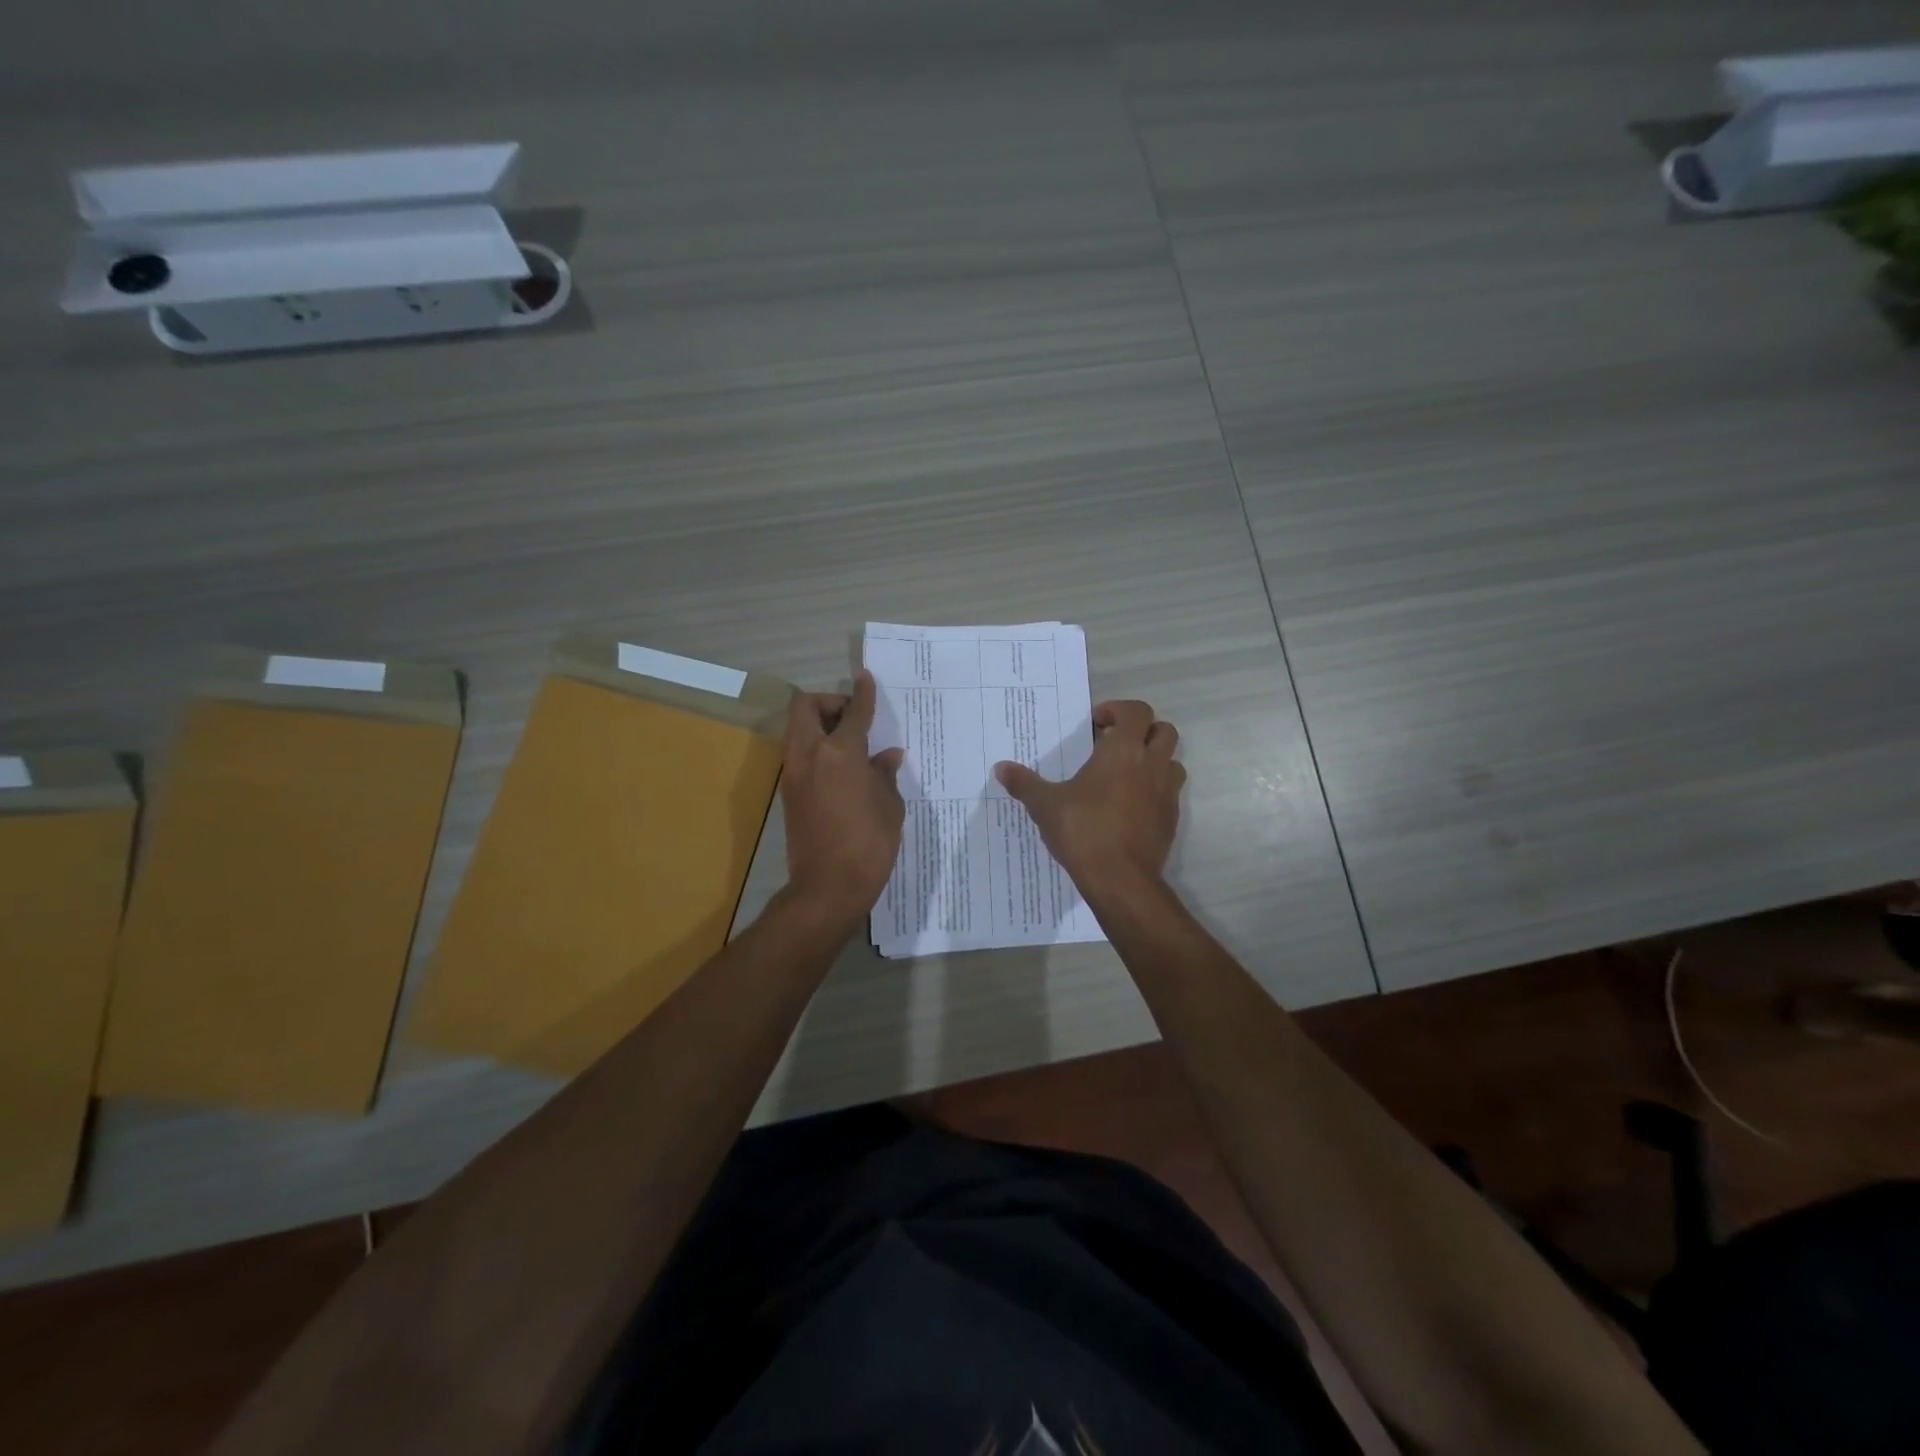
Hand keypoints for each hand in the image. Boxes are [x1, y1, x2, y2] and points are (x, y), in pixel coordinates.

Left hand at [780, 670, 905, 928]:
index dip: (862, 694)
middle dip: (829, 702)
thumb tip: (886, 756)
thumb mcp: (889, 806)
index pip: (853, 713)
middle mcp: (810, 756)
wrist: (828, 887)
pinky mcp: (788, 794)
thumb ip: (885, 774)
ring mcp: (794, 775)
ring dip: (819, 725)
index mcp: (839, 754)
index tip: (866, 678)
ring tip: (850, 744)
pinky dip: (816, 749)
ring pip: (797, 730)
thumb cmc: (869, 844)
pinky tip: (842, 769)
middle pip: (805, 707)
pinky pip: (799, 755)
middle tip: (853, 717)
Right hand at [995, 700, 1183, 901]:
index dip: (1118, 710)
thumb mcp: (1045, 805)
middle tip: (1114, 744)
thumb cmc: (1083, 831)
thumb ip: (1024, 783)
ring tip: (1125, 774)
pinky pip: (1169, 793)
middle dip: (1142, 731)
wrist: (1120, 879)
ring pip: (1171, 761)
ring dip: (1153, 759)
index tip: (1096, 723)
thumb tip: (1001, 768)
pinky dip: (1154, 790)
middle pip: (1163, 730)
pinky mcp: (1171, 819)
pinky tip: (1129, 807)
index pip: (1136, 711)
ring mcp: (1166, 793)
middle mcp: (1151, 765)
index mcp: (1123, 751)